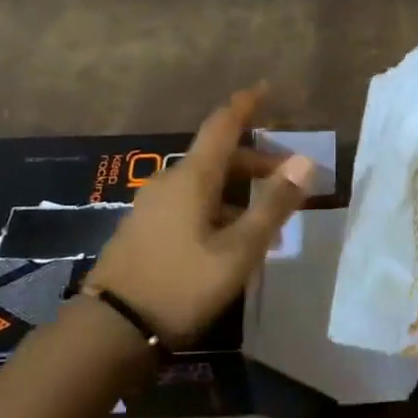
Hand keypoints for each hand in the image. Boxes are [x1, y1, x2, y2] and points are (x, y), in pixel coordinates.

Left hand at [86, 86, 313, 345]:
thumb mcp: (240, 250)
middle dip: (256, 163)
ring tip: (268, 225)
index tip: (265, 88)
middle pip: (219, 157)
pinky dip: (218, 209)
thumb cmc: (183, 284)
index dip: (246, 105)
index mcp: (193, 177)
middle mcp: (170, 181)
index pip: (223, 125)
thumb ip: (274, 204)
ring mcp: (153, 205)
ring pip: (206, 184)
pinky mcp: (144, 228)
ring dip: (239, 193)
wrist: (112, 329)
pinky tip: (232, 241)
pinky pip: (190, 204)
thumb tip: (304, 162)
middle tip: (287, 180)